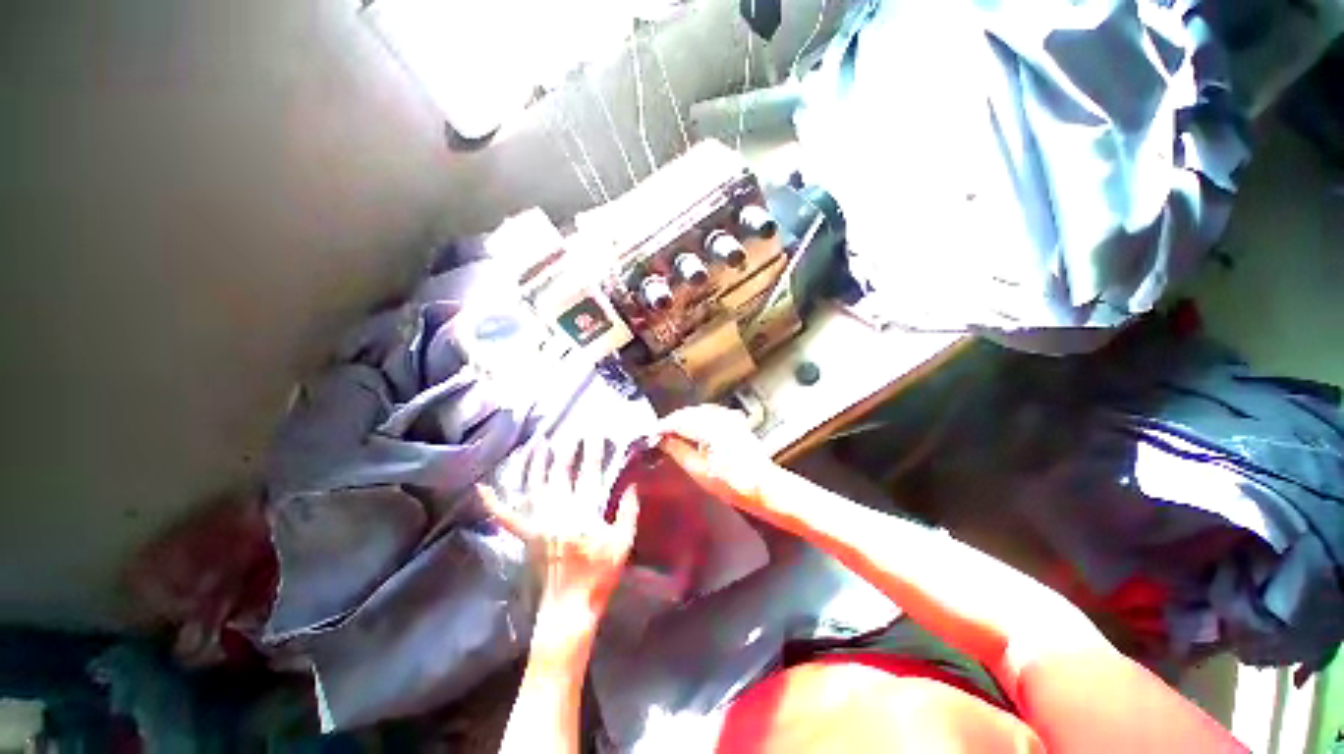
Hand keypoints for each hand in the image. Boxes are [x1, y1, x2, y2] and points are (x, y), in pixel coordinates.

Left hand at [481, 437, 639, 637]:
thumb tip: (632, 485)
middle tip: (569, 435)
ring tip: (538, 443)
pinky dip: (494, 503)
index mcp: (584, 515)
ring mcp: (538, 524)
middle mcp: (558, 514)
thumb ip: (628, 512)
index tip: (594, 435)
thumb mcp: (623, 544)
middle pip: (559, 475)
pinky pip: (506, 517)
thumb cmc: (599, 575)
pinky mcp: (526, 536)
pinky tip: (483, 488)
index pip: (589, 475)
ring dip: (535, 463)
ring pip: (534, 486)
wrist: (569, 609)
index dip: (592, 453)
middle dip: (565, 452)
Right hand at [655, 405, 773, 517]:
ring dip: (682, 419)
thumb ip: (678, 452)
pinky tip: (690, 429)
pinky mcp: (734, 421)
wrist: (764, 486)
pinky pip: (709, 413)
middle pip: (688, 413)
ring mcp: (729, 418)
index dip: (662, 426)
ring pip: (697, 411)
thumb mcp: (700, 472)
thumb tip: (662, 440)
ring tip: (670, 433)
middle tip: (657, 434)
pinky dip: (696, 419)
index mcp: (712, 429)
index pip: (679, 421)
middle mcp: (721, 418)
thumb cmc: (734, 484)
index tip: (650, 434)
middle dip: (671, 422)